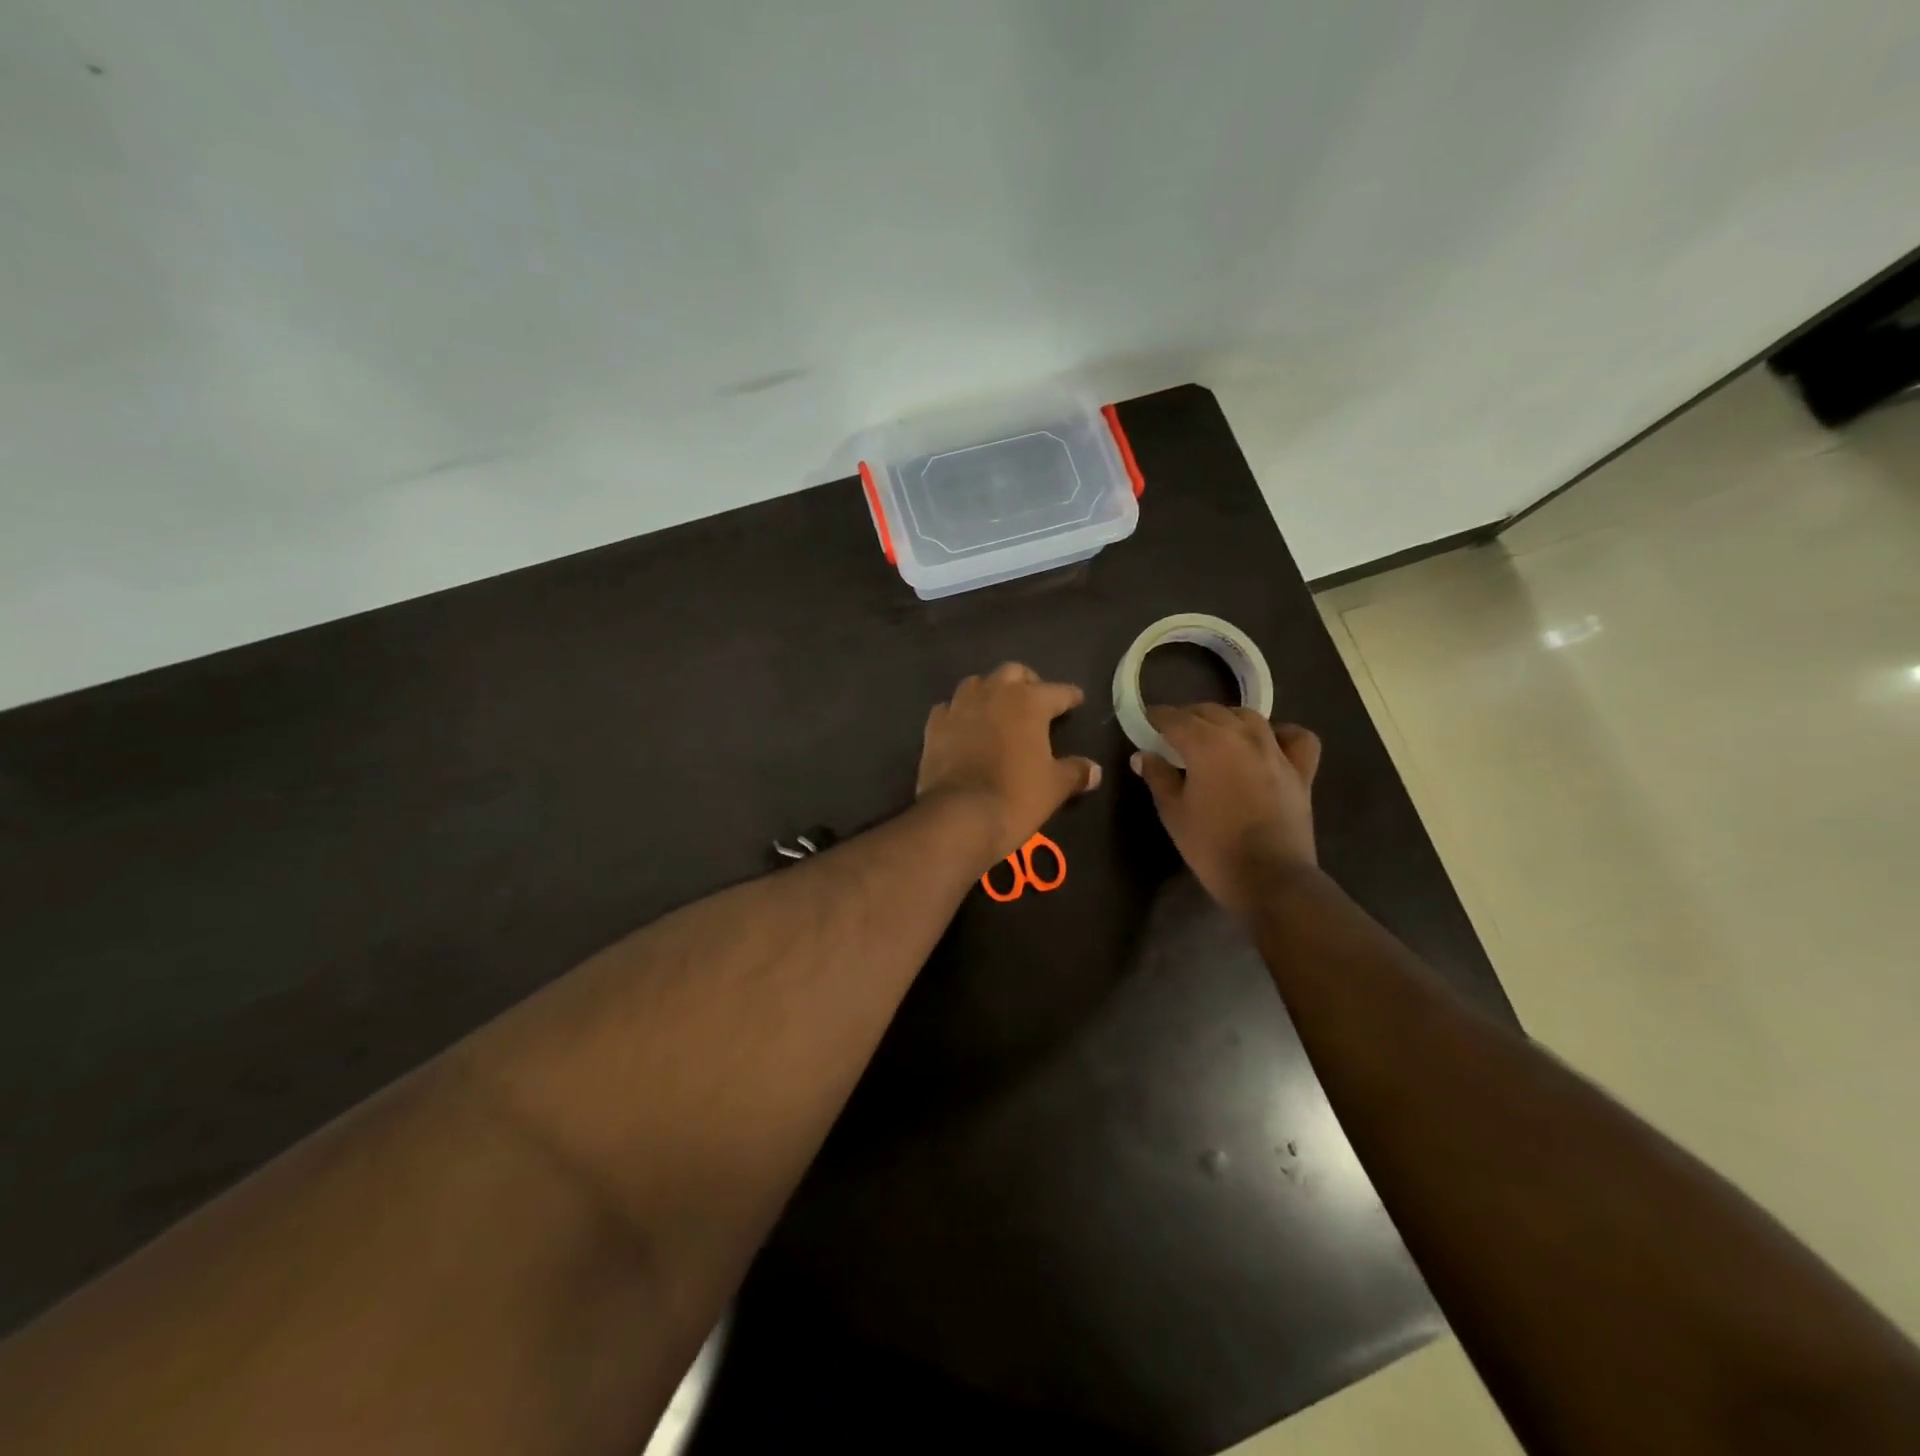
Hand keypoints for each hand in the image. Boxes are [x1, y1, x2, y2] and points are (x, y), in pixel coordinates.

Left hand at [917, 664, 1101, 865]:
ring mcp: (959, 707)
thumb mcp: (1055, 787)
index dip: (1070, 696)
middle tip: (1035, 700)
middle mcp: (993, 694)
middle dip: (1027, 683)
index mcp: (1029, 702)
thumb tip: (1094, 770)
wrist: (959, 816)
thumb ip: (1075, 772)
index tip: (1076, 701)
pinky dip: (960, 713)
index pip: (1057, 691)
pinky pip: (949, 709)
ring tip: (998, 709)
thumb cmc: (1016, 796)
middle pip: (1013, 673)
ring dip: (990, 691)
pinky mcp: (934, 726)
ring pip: (977, 684)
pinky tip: (964, 726)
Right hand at [1131, 705, 1321, 915]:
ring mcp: (1276, 751)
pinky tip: (1269, 742)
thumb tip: (1143, 755)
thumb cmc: (1212, 846)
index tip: (1146, 721)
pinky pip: (1295, 738)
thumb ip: (1158, 777)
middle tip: (1173, 733)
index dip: (1157, 717)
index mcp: (1206, 744)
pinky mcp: (1301, 770)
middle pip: (1210, 712)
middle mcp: (1242, 736)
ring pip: (1249, 717)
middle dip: (1188, 717)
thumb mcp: (1173, 812)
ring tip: (1215, 734)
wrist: (1269, 878)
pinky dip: (1281, 733)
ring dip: (1226, 719)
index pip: (1175, 718)